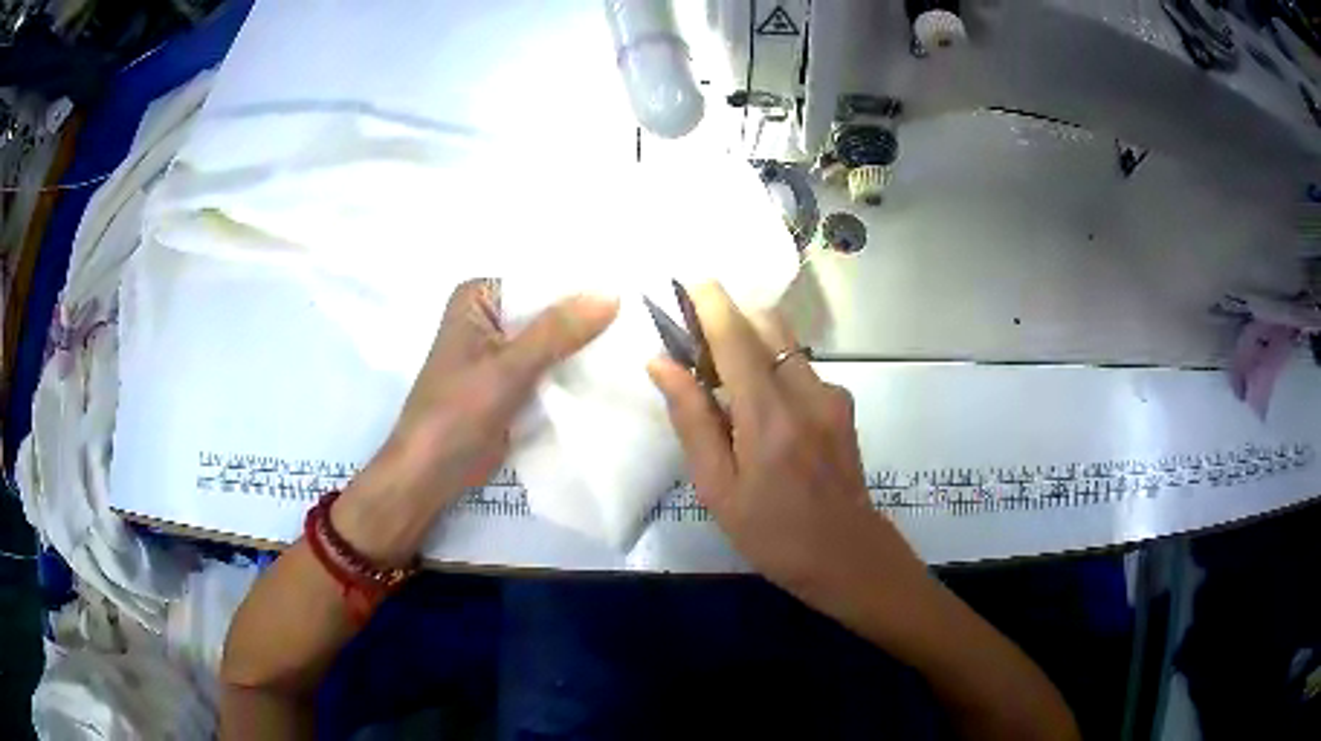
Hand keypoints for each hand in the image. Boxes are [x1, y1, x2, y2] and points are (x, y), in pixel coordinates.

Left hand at [334, 280, 617, 564]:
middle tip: (640, 323)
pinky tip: (613, 372)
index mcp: (479, 298)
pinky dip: (572, 372)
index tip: (629, 293)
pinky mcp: (512, 383)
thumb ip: (557, 331)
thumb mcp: (508, 368)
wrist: (431, 474)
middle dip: (586, 319)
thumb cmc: (456, 414)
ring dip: (583, 348)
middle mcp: (490, 317)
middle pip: (548, 310)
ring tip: (636, 346)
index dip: (581, 286)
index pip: (540, 279)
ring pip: (552, 341)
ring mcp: (501, 352)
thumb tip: (611, 294)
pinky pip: (549, 368)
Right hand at [647, 282, 926, 613]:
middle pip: (768, 326)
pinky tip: (763, 412)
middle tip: (698, 340)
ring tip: (726, 382)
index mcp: (768, 417)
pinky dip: (773, 370)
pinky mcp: (843, 405)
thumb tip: (662, 363)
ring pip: (786, 344)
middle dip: (731, 317)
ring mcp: (832, 396)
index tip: (689, 279)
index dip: (712, 302)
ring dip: (752, 344)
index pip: (736, 338)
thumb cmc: (773, 533)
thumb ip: (692, 420)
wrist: (848, 556)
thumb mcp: (718, 488)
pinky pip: (800, 369)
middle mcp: (806, 392)